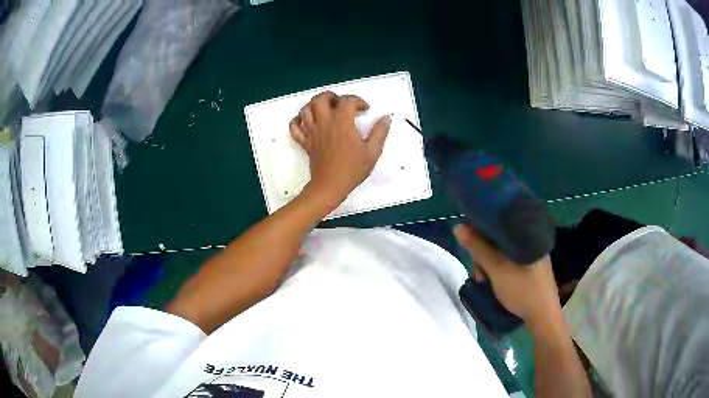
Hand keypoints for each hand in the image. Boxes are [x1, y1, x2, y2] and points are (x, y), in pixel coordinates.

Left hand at [289, 91, 391, 208]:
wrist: (330, 185)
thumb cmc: (352, 169)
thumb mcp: (372, 151)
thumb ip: (380, 132)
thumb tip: (386, 118)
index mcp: (342, 121)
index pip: (347, 100)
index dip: (358, 101)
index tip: (365, 109)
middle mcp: (324, 122)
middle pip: (320, 99)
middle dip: (331, 96)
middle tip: (340, 103)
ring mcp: (311, 131)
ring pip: (305, 109)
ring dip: (314, 105)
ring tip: (324, 110)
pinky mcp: (304, 142)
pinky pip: (294, 127)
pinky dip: (297, 121)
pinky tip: (306, 122)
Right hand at [453, 224, 561, 327]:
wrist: (543, 316)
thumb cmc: (522, 290)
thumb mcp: (497, 269)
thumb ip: (478, 248)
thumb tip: (458, 227)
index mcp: (527, 235)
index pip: (500, 222)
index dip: (481, 230)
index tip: (471, 246)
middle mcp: (531, 241)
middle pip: (500, 239)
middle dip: (484, 254)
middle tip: (479, 273)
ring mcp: (533, 256)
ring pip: (504, 251)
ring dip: (490, 264)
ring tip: (485, 280)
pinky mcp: (532, 268)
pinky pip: (511, 261)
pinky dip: (499, 268)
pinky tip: (494, 281)